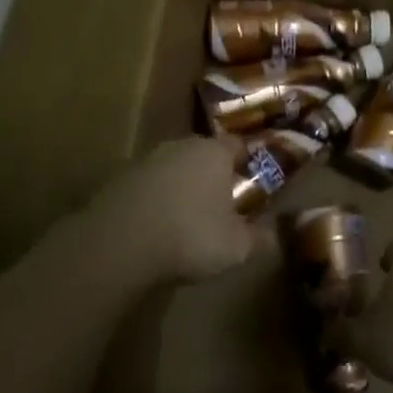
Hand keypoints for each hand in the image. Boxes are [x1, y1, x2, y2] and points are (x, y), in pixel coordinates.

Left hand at [78, 136, 275, 285]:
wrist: (117, 245)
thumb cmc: (190, 236)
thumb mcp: (237, 246)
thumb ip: (261, 238)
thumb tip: (275, 234)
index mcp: (214, 152)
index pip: (238, 145)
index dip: (247, 162)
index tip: (252, 183)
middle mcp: (180, 146)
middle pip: (203, 155)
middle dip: (213, 175)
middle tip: (222, 204)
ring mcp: (145, 161)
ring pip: (173, 169)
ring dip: (181, 188)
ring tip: (187, 220)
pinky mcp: (117, 180)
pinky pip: (147, 187)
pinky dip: (154, 201)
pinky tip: (155, 228)